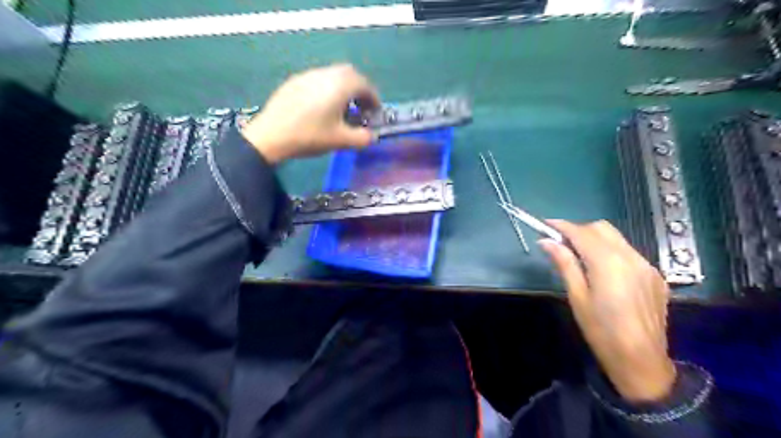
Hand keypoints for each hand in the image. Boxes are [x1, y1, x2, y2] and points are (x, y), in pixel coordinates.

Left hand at [243, 66, 378, 164]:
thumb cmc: (310, 136)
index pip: (365, 85)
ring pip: (333, 75)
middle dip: (360, 90)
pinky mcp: (294, 82)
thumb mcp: (341, 141)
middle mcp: (325, 74)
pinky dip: (328, 90)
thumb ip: (362, 138)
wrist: (271, 135)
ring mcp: (308, 75)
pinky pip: (318, 80)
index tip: (375, 112)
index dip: (374, 98)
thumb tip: (371, 136)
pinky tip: (321, 108)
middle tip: (361, 108)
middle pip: (350, 74)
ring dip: (343, 89)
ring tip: (342, 109)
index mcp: (340, 86)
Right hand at [542, 221, 675, 401]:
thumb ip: (565, 264)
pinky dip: (611, 252)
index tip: (545, 224)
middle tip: (561, 244)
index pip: (581, 232)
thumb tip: (546, 242)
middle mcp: (631, 257)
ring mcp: (647, 266)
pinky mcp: (655, 276)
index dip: (562, 226)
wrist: (642, 361)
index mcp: (608, 263)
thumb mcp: (577, 297)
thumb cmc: (601, 331)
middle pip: (601, 228)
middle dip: (579, 230)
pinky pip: (629, 253)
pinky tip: (604, 272)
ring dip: (595, 240)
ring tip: (579, 257)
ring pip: (617, 239)